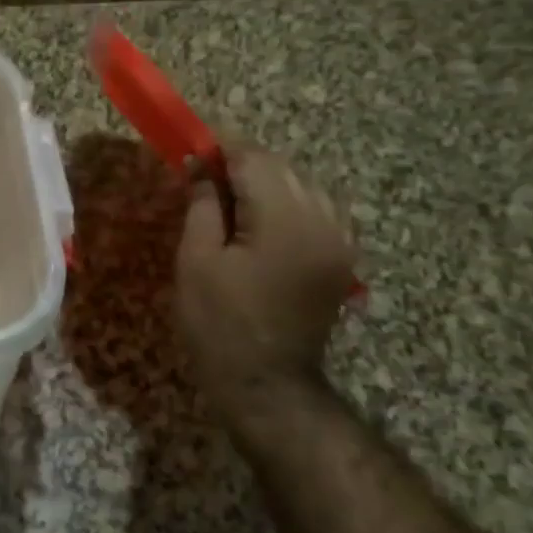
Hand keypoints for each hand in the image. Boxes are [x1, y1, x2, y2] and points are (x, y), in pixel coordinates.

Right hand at [175, 143, 355, 410]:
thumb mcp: (196, 259)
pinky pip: (316, 210)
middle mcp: (323, 220)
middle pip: (281, 167)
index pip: (254, 159)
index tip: (191, 153)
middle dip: (242, 165)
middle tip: (202, 178)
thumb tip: (200, 165)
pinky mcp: (341, 257)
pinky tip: (261, 221)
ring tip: (229, 201)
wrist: (266, 383)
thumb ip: (202, 203)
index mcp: (284, 219)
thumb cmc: (218, 322)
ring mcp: (339, 240)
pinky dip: (287, 204)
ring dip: (265, 183)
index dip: (220, 149)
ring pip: (301, 185)